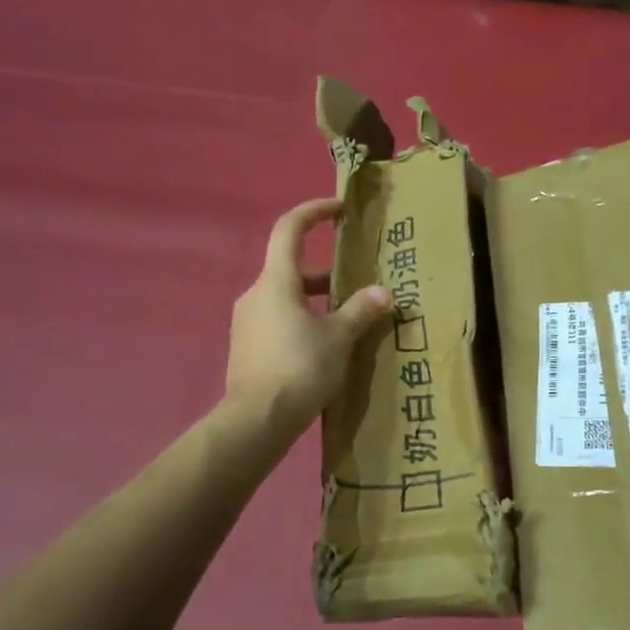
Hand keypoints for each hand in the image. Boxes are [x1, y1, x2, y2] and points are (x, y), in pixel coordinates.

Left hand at [225, 198, 389, 434]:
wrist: (256, 421)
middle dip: (325, 272)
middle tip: (355, 282)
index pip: (289, 228)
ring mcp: (247, 322)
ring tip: (347, 321)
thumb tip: (382, 293)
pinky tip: (324, 348)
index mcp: (276, 281)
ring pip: (285, 298)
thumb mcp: (339, 338)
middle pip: (290, 268)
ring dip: (315, 301)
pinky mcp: (247, 348)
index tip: (338, 208)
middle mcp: (256, 294)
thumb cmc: (299, 368)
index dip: (313, 211)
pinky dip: (302, 322)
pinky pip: (278, 321)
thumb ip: (360, 311)